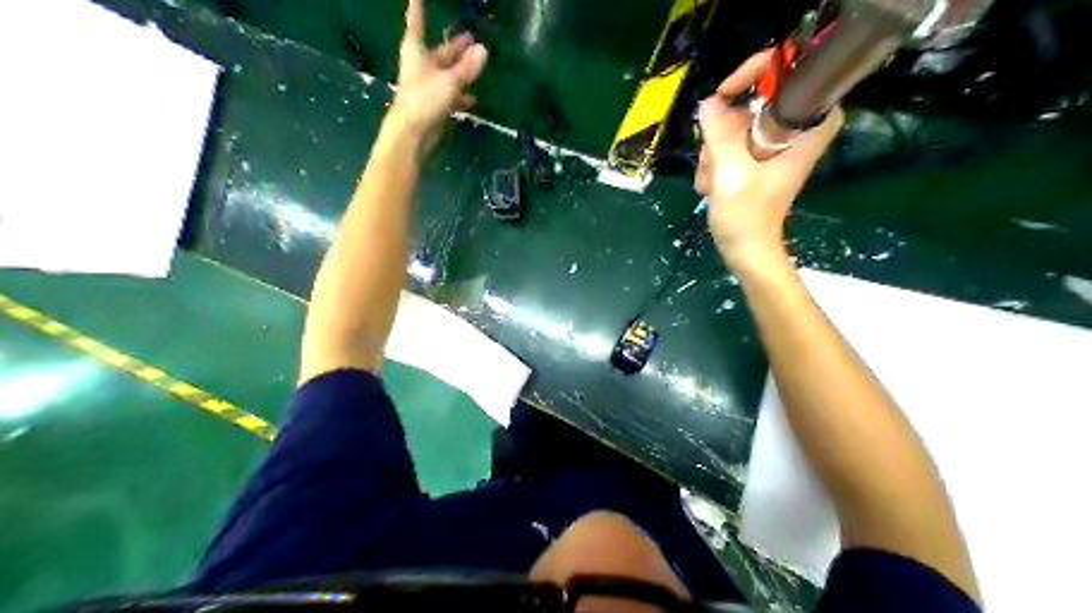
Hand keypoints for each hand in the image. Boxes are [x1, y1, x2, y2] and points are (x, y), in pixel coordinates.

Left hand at [392, 0, 484, 135]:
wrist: (412, 133)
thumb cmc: (425, 99)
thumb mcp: (450, 81)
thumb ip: (467, 68)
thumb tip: (483, 50)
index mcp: (417, 51)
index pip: (417, 22)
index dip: (417, 7)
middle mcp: (420, 65)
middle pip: (440, 52)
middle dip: (456, 47)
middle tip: (472, 38)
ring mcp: (427, 85)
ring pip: (447, 73)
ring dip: (462, 70)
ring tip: (479, 64)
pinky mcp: (433, 104)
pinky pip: (450, 94)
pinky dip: (460, 94)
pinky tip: (473, 97)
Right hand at [695, 50, 838, 270]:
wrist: (746, 251)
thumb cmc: (747, 216)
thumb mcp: (731, 172)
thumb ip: (719, 133)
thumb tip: (708, 103)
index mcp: (804, 130)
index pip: (795, 77)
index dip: (763, 73)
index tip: (731, 90)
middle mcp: (790, 133)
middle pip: (752, 105)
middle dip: (724, 131)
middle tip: (716, 159)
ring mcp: (770, 147)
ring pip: (734, 127)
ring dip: (714, 153)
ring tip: (713, 183)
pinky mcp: (755, 160)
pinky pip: (728, 145)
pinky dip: (715, 163)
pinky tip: (712, 187)